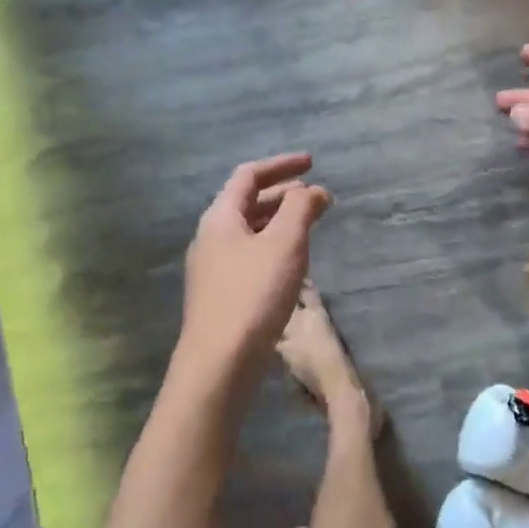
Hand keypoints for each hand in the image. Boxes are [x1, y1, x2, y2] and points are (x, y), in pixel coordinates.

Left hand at [179, 154, 331, 378]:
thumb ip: (300, 209)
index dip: (281, 165)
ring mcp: (212, 269)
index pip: (248, 176)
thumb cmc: (253, 295)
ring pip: (249, 232)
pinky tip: (292, 264)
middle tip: (318, 198)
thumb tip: (312, 190)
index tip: (312, 163)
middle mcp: (211, 238)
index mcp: (220, 218)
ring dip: (279, 222)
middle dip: (284, 195)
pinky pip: (249, 257)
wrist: (219, 364)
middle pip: (247, 203)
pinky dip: (273, 248)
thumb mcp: (284, 244)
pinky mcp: (221, 296)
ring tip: (310, 227)